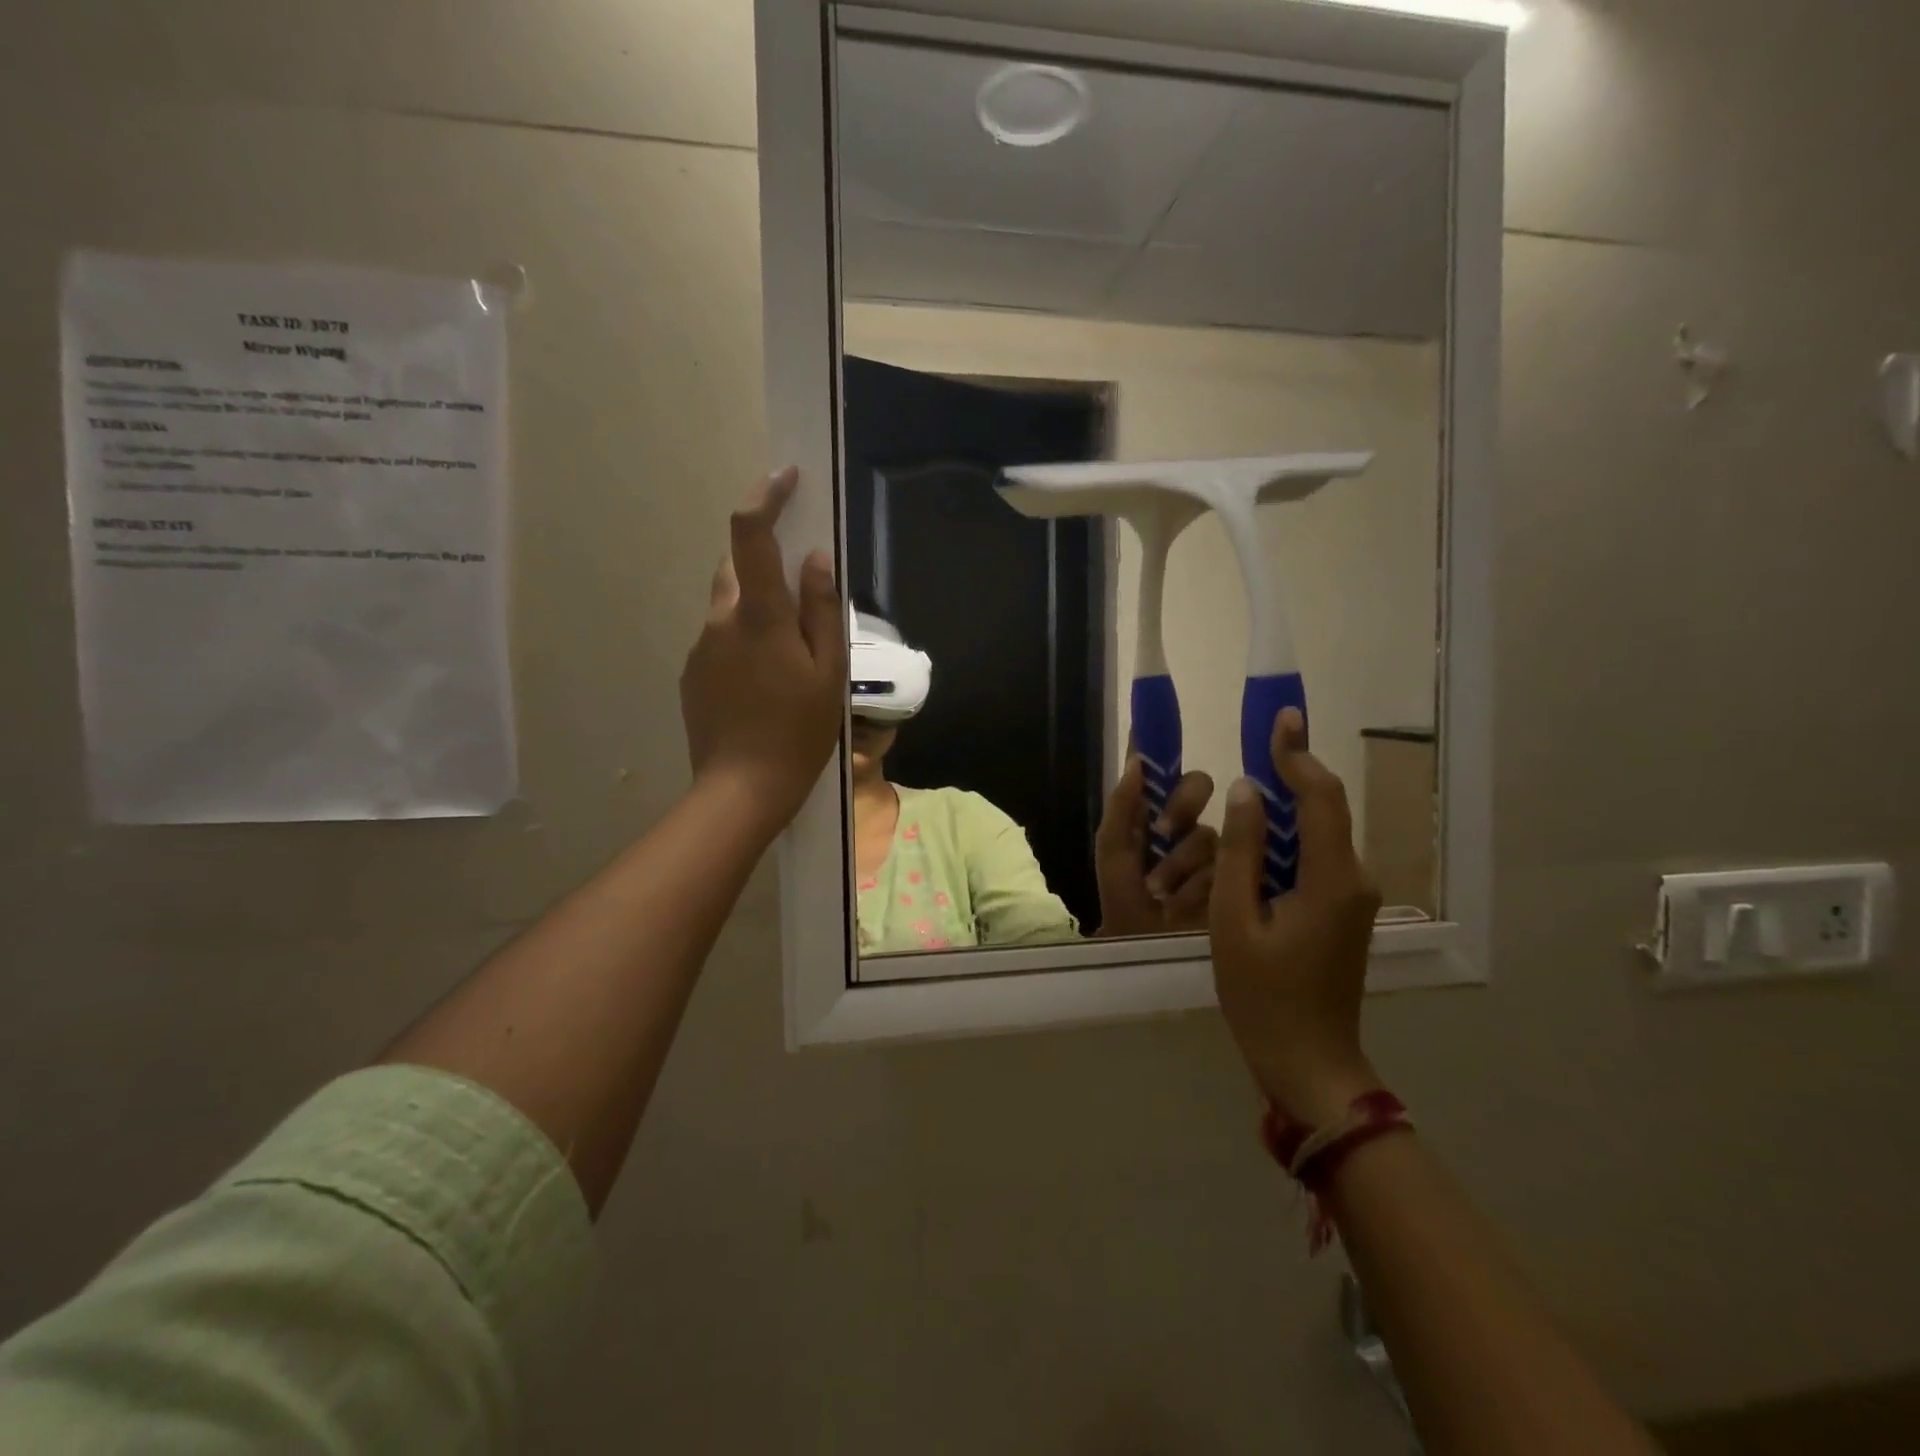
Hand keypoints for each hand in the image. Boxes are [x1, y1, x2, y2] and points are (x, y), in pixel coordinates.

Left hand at [680, 468, 845, 836]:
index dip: (766, 497)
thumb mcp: (827, 672)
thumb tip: (814, 558)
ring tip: (787, 663)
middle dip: (765, 568)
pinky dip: (741, 645)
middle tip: (800, 606)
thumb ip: (820, 610)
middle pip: (736, 570)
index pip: (750, 535)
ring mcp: (700, 648)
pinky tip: (762, 687)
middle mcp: (720, 621)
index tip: (786, 478)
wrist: (742, 789)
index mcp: (759, 616)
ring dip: (756, 614)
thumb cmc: (799, 731)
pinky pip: (719, 641)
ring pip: (729, 609)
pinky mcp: (691, 674)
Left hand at [1094, 758, 1218, 936]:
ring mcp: (1211, 847)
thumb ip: (1122, 805)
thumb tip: (1137, 759)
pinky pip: (1222, 864)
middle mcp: (1184, 821)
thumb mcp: (1113, 850)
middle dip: (1180, 804)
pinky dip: (1194, 885)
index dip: (1159, 742)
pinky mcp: (1233, 874)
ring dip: (1178, 863)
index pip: (1161, 769)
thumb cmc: (1122, 896)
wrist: (1144, 946)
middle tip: (1162, 830)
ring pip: (1207, 831)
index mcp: (1152, 810)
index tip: (1155, 721)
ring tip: (1159, 891)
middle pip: (1198, 786)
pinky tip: (1180, 903)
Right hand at [1209, 709, 1383, 1126]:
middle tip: (1258, 738)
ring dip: (1286, 805)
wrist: (1308, 1062)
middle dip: (1291, 771)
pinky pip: (1316, 857)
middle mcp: (1355, 879)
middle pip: (1324, 809)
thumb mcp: (1233, 920)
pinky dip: (1288, 837)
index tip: (1281, 718)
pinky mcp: (1344, 910)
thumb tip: (1247, 791)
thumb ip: (1240, 851)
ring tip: (1249, 782)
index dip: (1297, 754)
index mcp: (1331, 879)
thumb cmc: (1262, 995)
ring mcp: (1354, 896)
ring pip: (1320, 832)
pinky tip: (1258, 836)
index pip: (1319, 797)